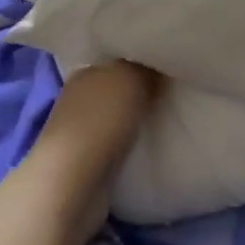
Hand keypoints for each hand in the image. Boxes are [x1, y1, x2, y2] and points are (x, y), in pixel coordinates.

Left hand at [23, 63, 159, 239]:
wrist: (74, 182)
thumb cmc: (100, 120)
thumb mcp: (131, 79)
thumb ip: (146, 68)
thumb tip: (157, 66)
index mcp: (84, 72)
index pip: (115, 61)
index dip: (139, 63)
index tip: (165, 68)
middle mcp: (77, 98)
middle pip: (115, 88)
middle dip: (138, 91)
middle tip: (169, 94)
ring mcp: (78, 131)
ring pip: (114, 117)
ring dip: (133, 119)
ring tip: (163, 119)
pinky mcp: (84, 161)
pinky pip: (114, 143)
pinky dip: (128, 143)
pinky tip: (146, 144)